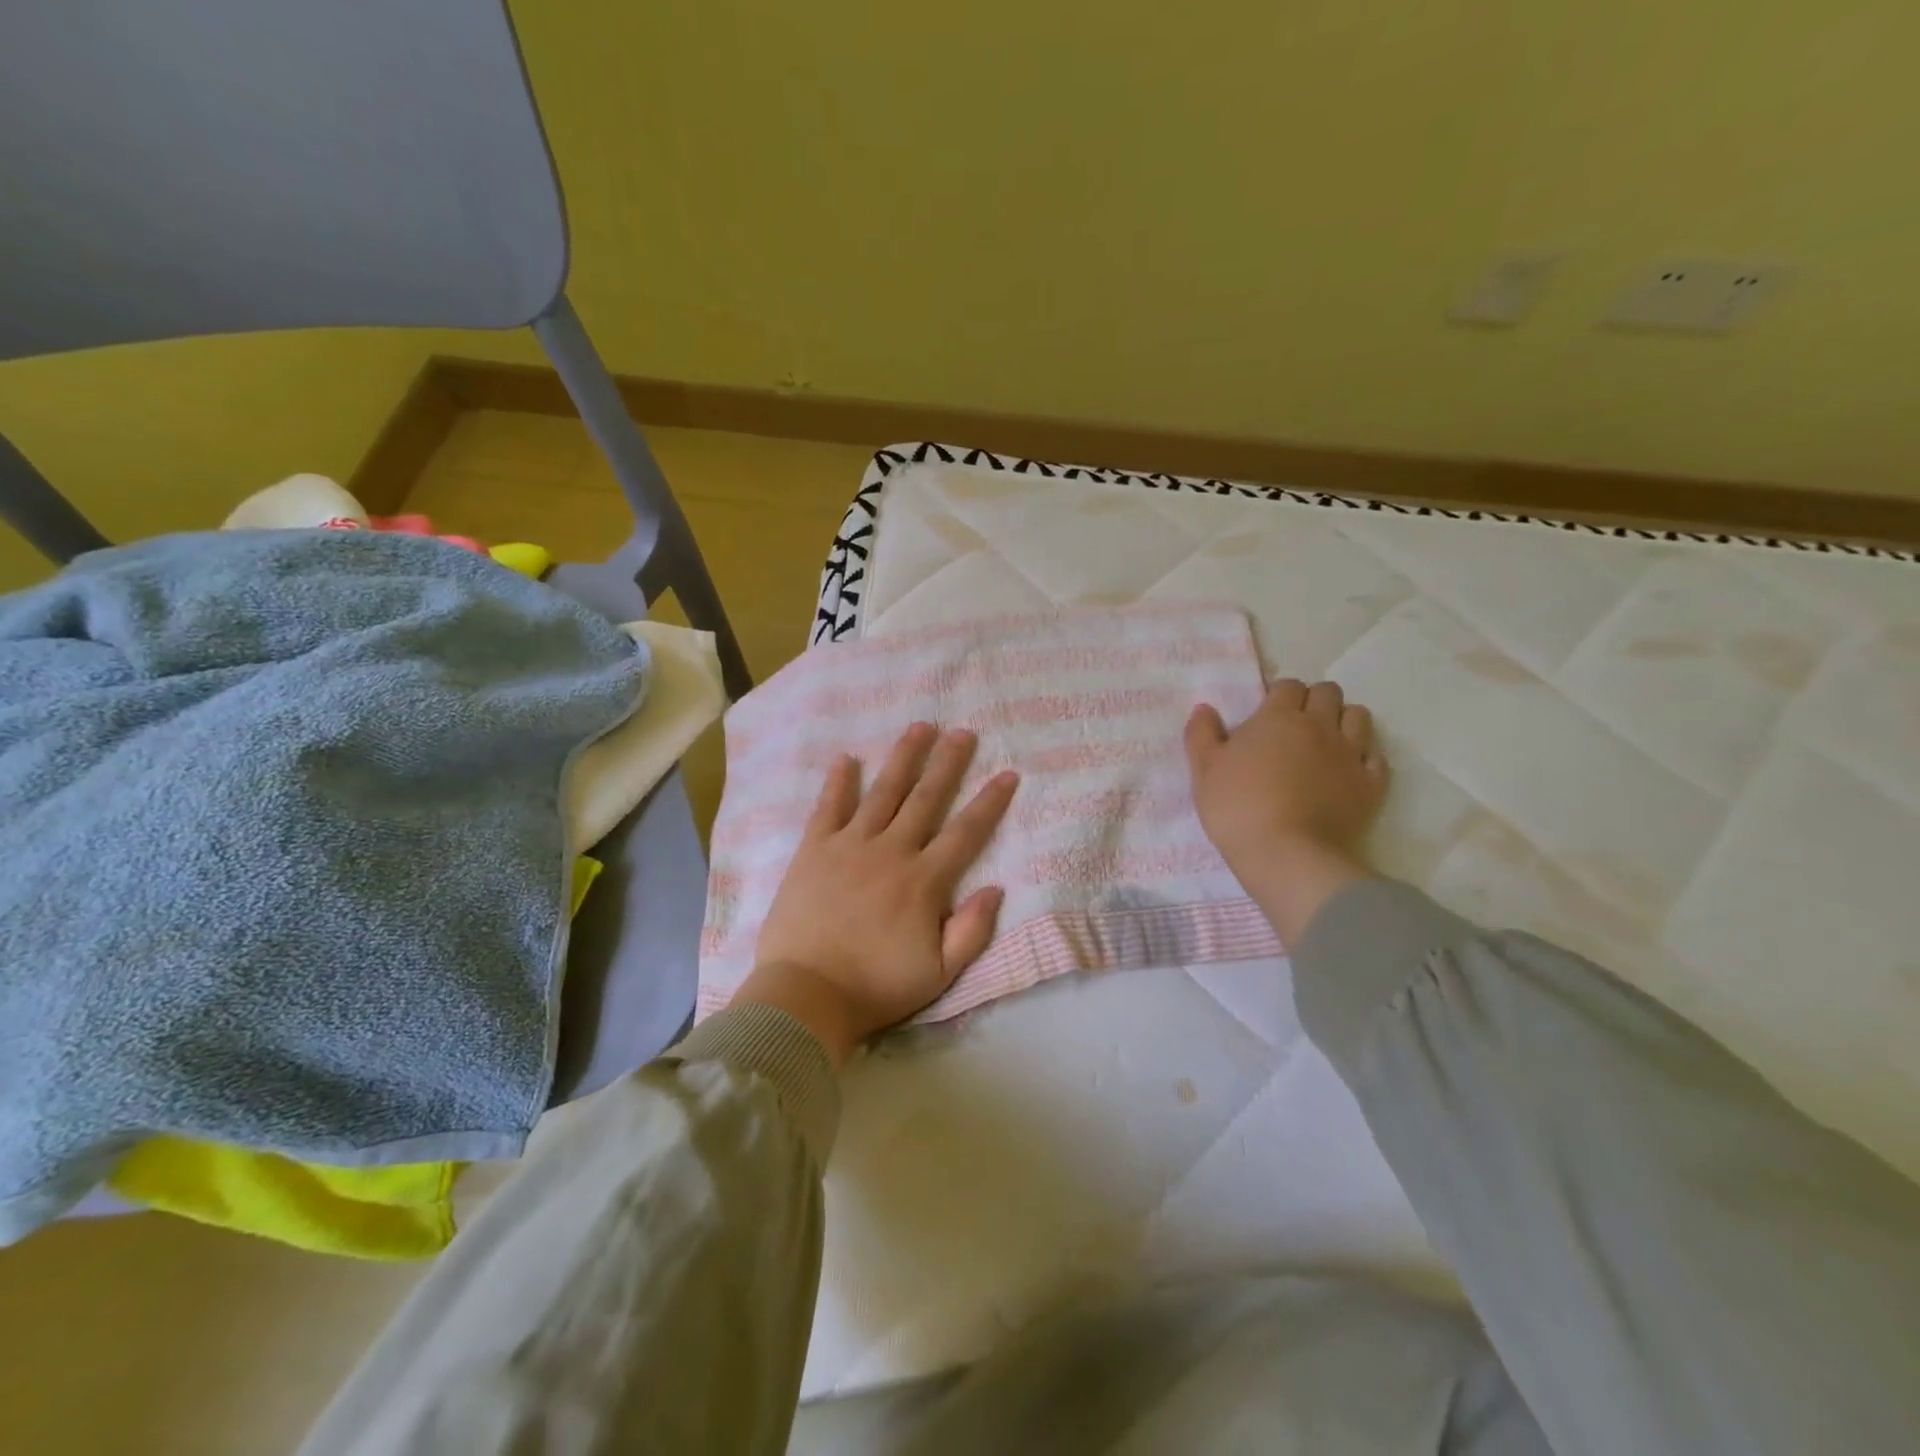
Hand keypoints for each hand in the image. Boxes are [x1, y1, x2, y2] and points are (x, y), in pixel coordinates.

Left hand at [735, 723, 1018, 1066]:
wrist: (806, 995)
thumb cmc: (876, 987)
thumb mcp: (939, 974)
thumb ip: (971, 931)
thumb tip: (996, 888)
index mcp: (924, 881)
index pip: (966, 832)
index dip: (990, 803)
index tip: (1007, 773)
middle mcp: (890, 851)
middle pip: (926, 798)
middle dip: (948, 763)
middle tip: (963, 732)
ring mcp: (849, 846)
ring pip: (883, 792)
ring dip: (903, 758)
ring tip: (920, 727)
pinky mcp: (813, 851)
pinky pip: (828, 808)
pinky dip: (838, 782)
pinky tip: (847, 758)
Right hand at [1184, 679, 1388, 946]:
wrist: (1287, 855)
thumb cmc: (1237, 808)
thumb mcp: (1204, 771)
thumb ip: (1201, 734)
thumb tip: (1204, 709)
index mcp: (1278, 717)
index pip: (1287, 686)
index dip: (1278, 696)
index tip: (1266, 716)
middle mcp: (1319, 726)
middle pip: (1328, 692)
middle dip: (1313, 701)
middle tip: (1295, 727)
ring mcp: (1350, 754)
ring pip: (1358, 716)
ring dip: (1343, 721)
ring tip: (1325, 743)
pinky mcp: (1371, 784)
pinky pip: (1376, 757)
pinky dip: (1364, 757)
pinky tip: (1348, 771)